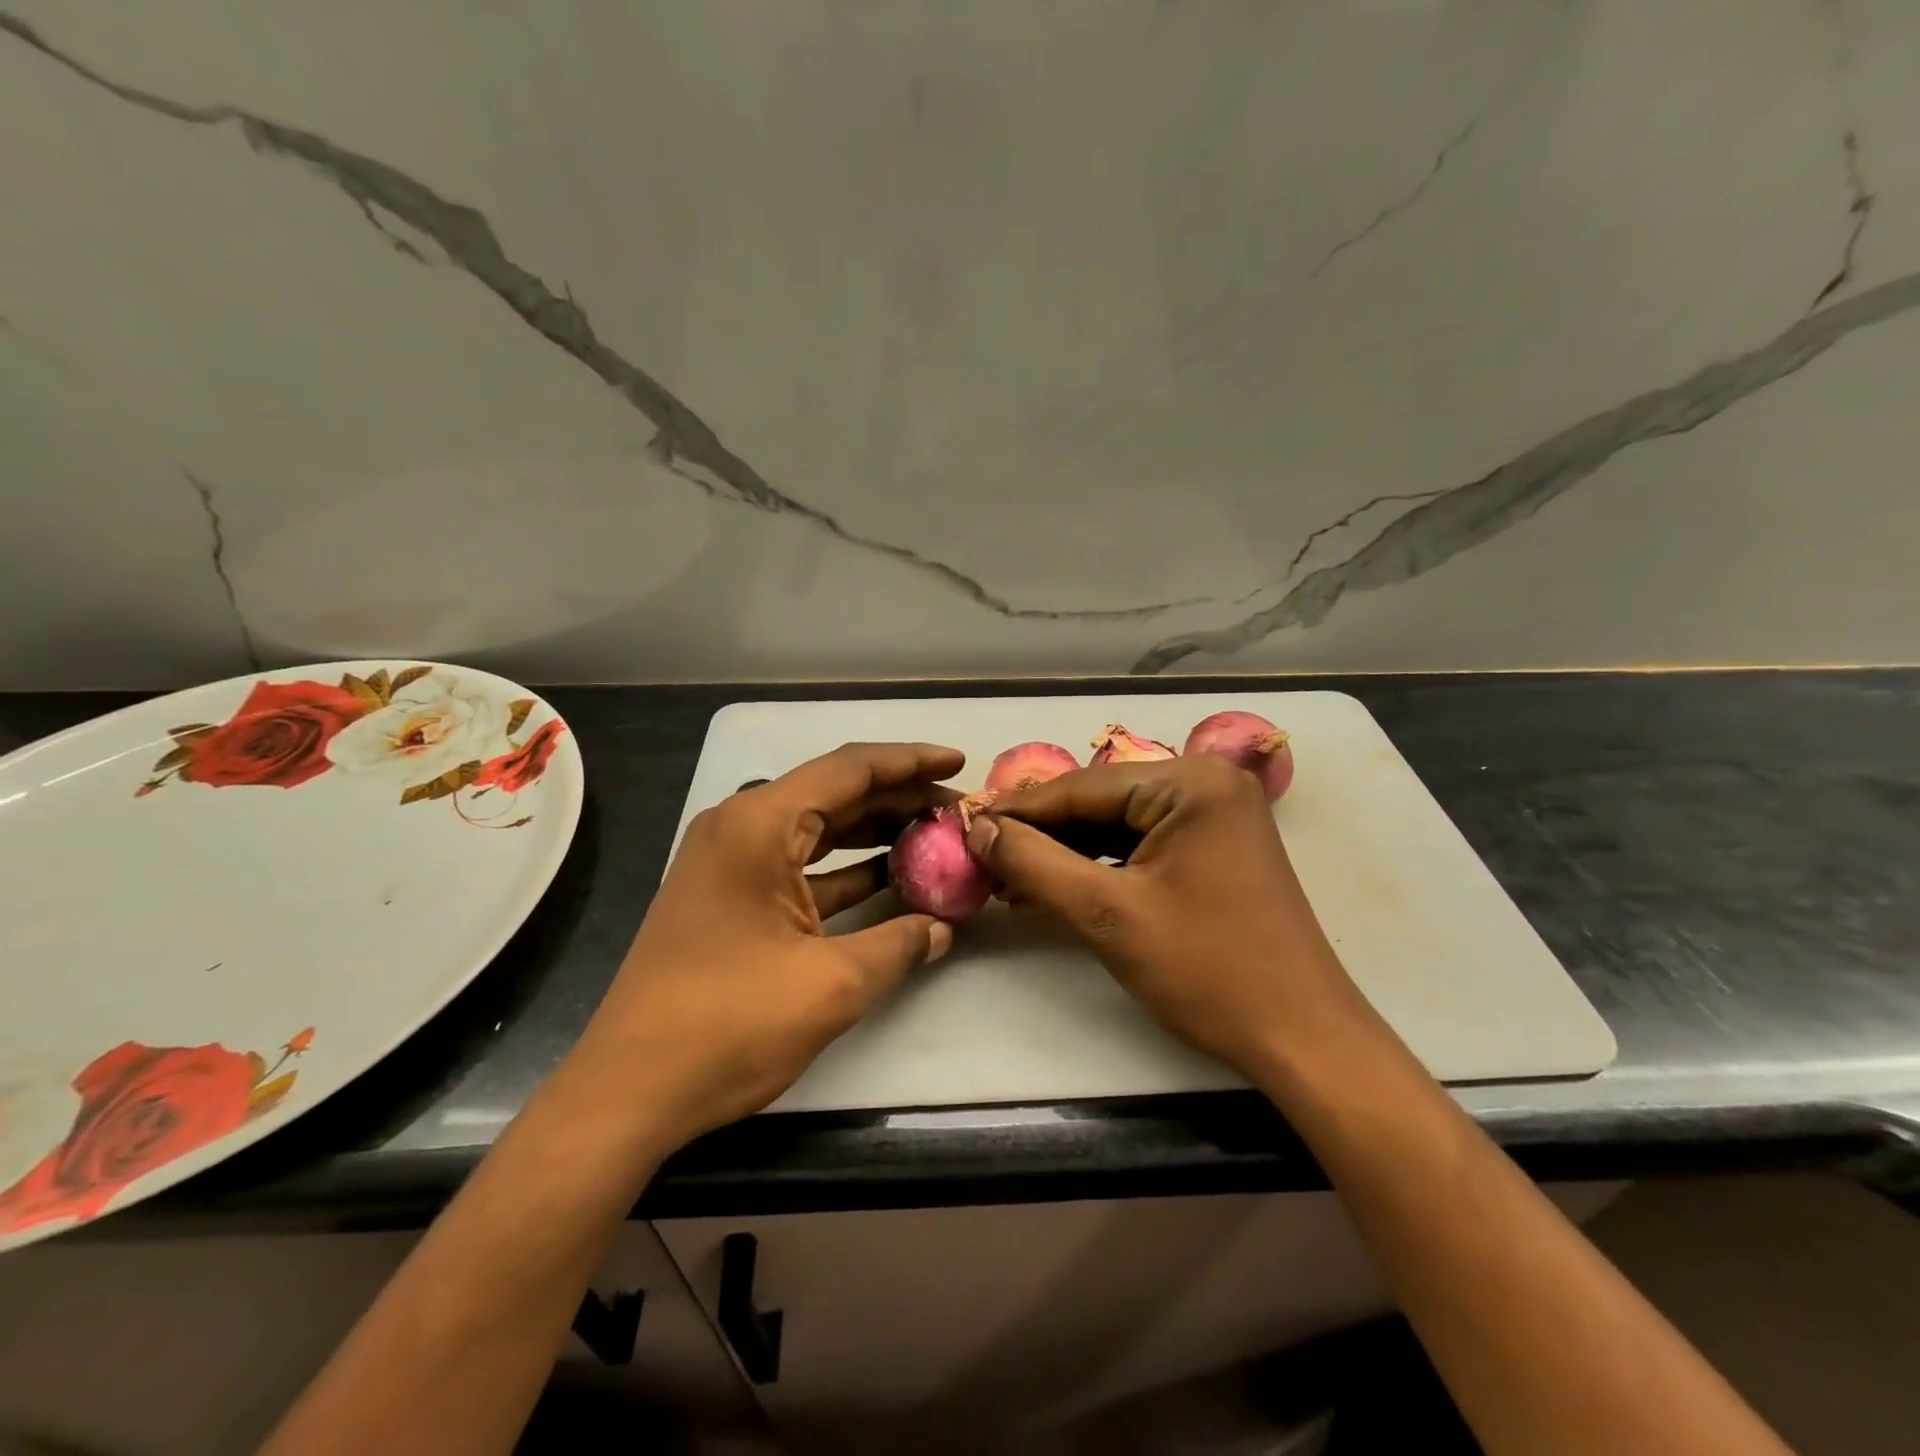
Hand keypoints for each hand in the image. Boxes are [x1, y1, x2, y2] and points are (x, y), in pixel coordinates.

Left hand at [574, 742, 962, 1145]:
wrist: (628, 1090)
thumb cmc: (728, 1025)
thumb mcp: (830, 985)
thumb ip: (898, 945)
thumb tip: (942, 928)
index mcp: (759, 825)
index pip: (849, 769)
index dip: (910, 762)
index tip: (958, 764)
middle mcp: (741, 827)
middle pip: (836, 794)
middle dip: (900, 800)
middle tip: (956, 813)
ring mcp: (732, 861)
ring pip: (820, 829)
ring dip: (876, 833)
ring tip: (935, 839)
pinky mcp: (731, 895)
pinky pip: (800, 865)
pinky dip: (846, 869)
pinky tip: (891, 879)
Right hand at [966, 754, 1372, 1081]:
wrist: (1302, 1040)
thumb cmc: (1208, 971)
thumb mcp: (1108, 915)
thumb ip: (1035, 864)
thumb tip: (978, 829)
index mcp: (1191, 783)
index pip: (1081, 788)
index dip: (1018, 811)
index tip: (964, 826)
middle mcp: (1206, 784)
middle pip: (1100, 803)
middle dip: (1041, 836)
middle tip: (982, 858)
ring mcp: (1214, 817)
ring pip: (1117, 826)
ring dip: (1065, 855)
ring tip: (1007, 879)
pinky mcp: (1214, 849)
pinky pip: (1141, 846)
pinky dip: (1099, 868)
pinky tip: (1054, 889)